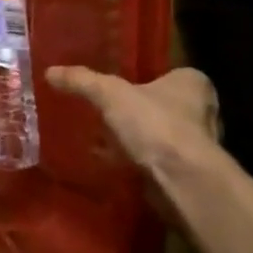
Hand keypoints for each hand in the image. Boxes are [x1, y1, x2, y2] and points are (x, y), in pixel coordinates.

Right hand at [45, 66, 220, 174]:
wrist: (182, 181)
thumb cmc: (155, 125)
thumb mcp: (109, 94)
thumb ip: (82, 81)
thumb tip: (50, 71)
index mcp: (192, 83)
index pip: (167, 75)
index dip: (142, 81)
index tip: (117, 89)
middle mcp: (202, 111)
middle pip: (161, 106)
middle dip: (136, 113)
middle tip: (105, 113)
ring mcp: (197, 145)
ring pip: (158, 136)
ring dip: (135, 140)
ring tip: (102, 140)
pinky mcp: (187, 173)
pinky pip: (155, 161)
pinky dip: (136, 162)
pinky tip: (111, 164)